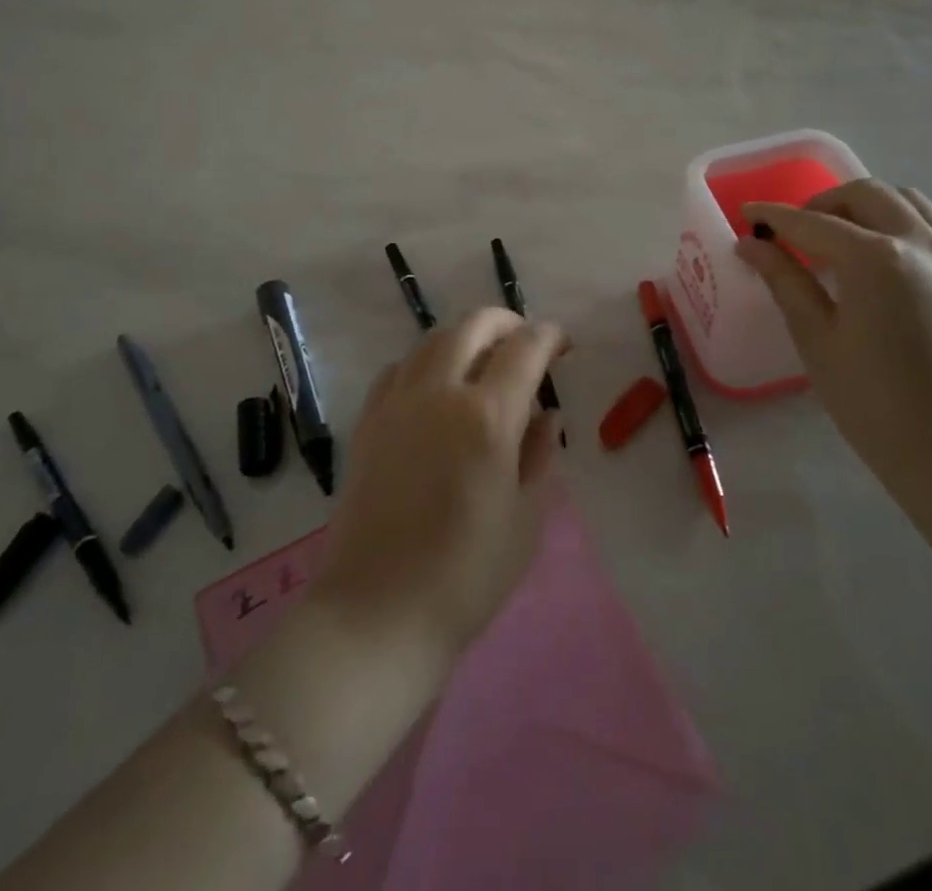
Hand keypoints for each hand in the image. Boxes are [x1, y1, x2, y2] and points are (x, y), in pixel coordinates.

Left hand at [313, 308, 565, 662]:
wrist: (379, 610)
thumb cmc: (467, 574)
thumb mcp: (525, 519)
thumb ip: (539, 455)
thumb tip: (546, 414)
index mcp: (487, 416)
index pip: (525, 348)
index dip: (549, 336)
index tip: (563, 343)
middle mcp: (439, 392)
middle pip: (473, 326)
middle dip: (506, 322)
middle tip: (525, 340)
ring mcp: (397, 402)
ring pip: (433, 340)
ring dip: (465, 337)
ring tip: (482, 359)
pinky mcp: (368, 420)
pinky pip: (399, 368)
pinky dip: (425, 362)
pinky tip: (434, 388)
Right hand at [736, 180, 931, 498]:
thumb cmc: (877, 404)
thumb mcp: (818, 341)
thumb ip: (786, 282)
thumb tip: (751, 245)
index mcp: (874, 259)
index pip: (812, 223)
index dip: (774, 216)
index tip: (746, 214)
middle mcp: (917, 244)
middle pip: (864, 195)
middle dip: (821, 204)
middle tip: (792, 233)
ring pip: (905, 201)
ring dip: (863, 206)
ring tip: (836, 239)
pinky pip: (930, 226)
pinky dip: (896, 222)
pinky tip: (876, 261)